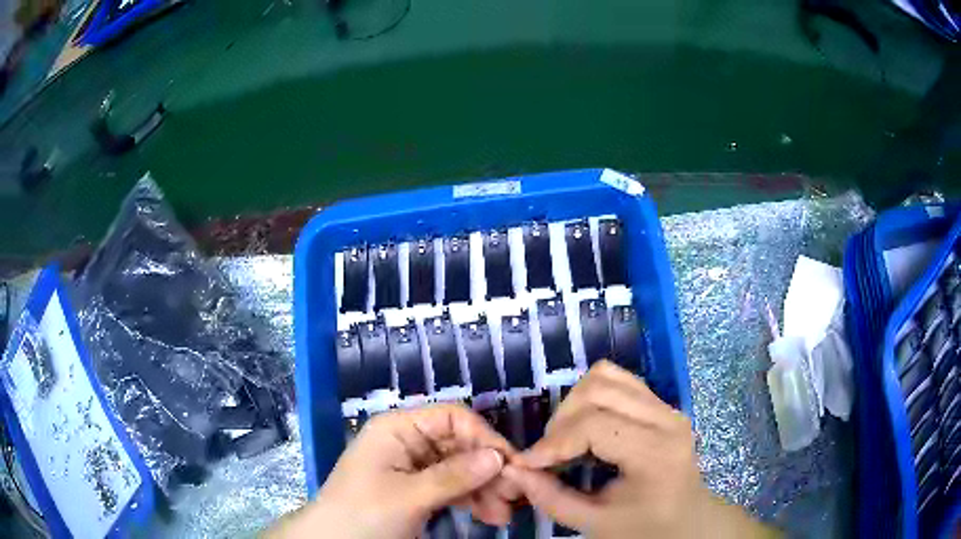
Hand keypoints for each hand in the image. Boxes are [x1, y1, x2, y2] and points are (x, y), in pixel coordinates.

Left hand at [266, 404, 517, 538]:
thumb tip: (499, 457)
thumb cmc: (363, 513)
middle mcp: (409, 442)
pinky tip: (489, 515)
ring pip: (460, 468)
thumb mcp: (409, 496)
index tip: (512, 465)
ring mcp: (414, 467)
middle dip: (488, 470)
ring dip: (485, 489)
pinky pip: (452, 487)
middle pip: (460, 445)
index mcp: (399, 429)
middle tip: (514, 497)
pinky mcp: (417, 489)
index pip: (452, 419)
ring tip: (503, 515)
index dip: (484, 438)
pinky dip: (472, 500)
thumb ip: (455, 476)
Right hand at [503, 361, 776, 538]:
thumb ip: (552, 498)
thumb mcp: (596, 523)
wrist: (689, 520)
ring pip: (606, 375)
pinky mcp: (661, 403)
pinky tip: (586, 426)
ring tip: (567, 438)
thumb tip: (513, 469)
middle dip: (561, 421)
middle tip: (549, 454)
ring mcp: (666, 406)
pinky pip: (618, 380)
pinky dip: (591, 396)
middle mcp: (665, 418)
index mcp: (655, 452)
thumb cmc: (645, 528)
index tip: (528, 464)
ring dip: (575, 403)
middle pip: (597, 390)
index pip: (594, 425)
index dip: (553, 442)